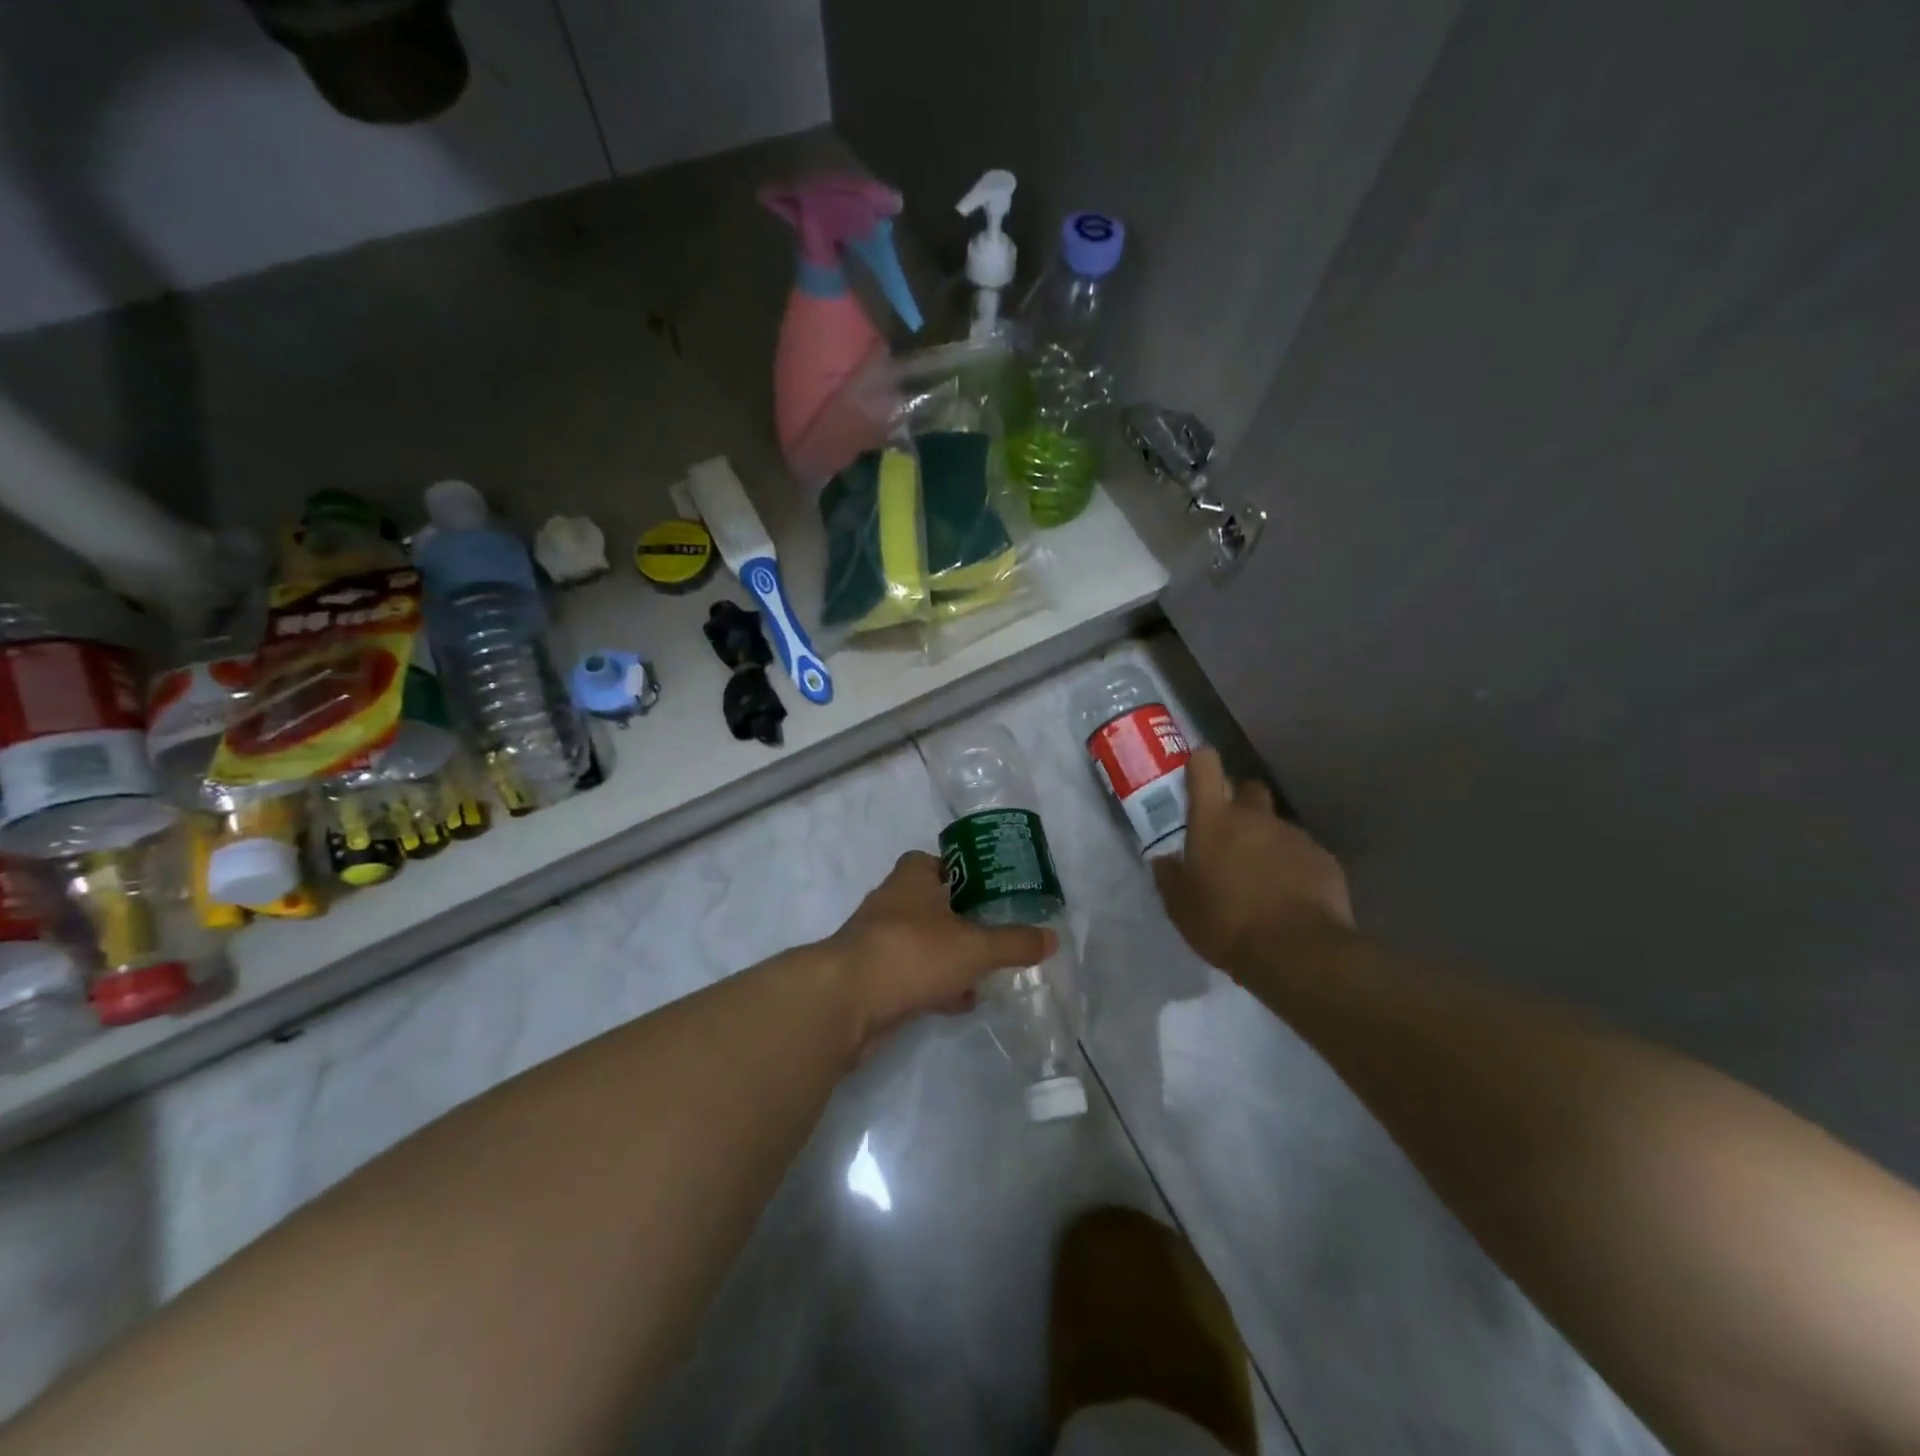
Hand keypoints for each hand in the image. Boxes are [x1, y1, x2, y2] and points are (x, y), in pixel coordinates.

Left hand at [826, 851, 1054, 1059]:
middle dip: (958, 917)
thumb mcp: (974, 947)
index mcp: (911, 880)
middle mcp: (891, 904)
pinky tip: (960, 1001)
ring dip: (947, 954)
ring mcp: (877, 942)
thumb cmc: (912, 953)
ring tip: (984, 970)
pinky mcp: (871, 978)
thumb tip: (1052, 938)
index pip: (933, 861)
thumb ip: (1013, 943)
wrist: (846, 1002)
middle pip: (928, 903)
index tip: (986, 889)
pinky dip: (934, 985)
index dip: (959, 870)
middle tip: (992, 930)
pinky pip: (910, 975)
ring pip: (920, 942)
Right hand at [1153, 748, 1353, 975]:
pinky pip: (1302, 853)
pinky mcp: (1323, 859)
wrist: (1297, 952)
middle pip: (1248, 788)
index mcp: (1214, 820)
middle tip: (1229, 835)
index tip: (1196, 774)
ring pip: (1276, 825)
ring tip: (1261, 878)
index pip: (1205, 766)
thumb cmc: (1225, 923)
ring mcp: (1294, 835)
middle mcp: (1255, 817)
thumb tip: (1165, 859)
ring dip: (1266, 841)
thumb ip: (1170, 876)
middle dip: (1239, 803)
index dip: (1200, 764)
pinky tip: (1289, 897)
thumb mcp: (1180, 906)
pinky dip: (1293, 866)